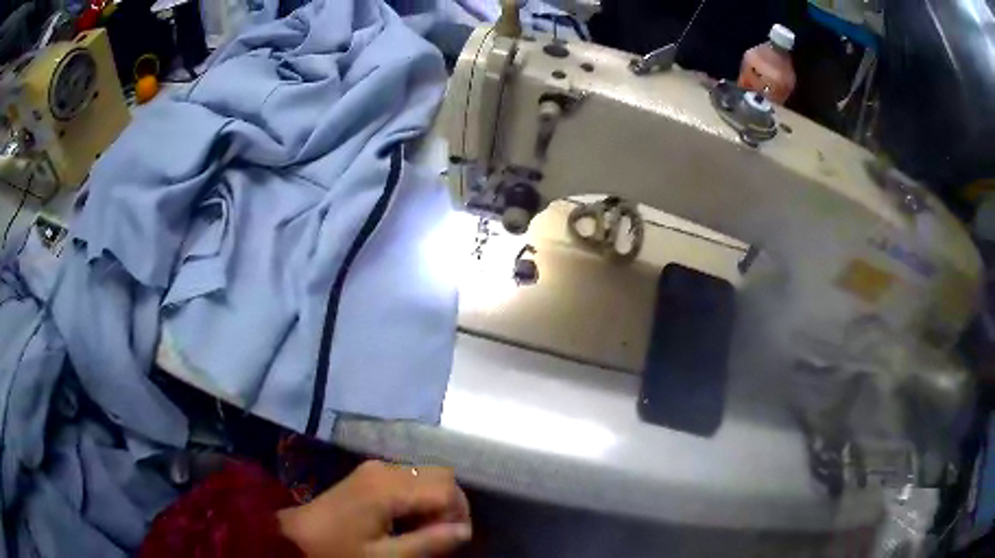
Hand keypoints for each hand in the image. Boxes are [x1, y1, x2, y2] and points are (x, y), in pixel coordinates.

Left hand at [278, 460, 471, 556]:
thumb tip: (465, 531)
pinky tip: (408, 521)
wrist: (294, 537)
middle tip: (441, 536)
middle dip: (451, 506)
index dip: (459, 514)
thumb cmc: (339, 550)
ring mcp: (376, 468)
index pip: (447, 488)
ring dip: (435, 503)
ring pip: (427, 476)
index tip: (453, 541)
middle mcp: (386, 468)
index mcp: (389, 486)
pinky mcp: (369, 475)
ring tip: (425, 532)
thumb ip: (429, 542)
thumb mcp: (385, 556)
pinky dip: (420, 498)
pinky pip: (410, 479)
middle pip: (440, 476)